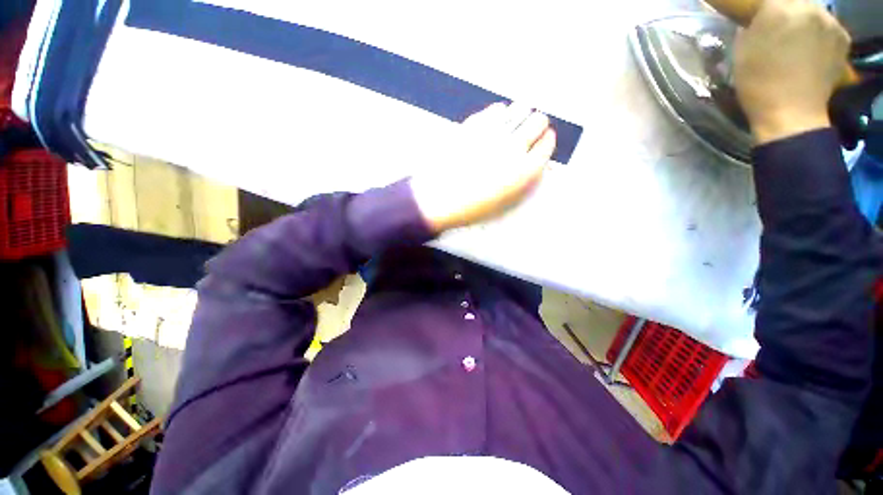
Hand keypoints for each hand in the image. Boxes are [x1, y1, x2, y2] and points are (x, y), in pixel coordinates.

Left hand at [411, 103, 556, 232]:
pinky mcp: (474, 124)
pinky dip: (501, 113)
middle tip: (531, 128)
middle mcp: (513, 147)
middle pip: (538, 121)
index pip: (547, 144)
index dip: (546, 140)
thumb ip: (523, 178)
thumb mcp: (505, 200)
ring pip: (520, 109)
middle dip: (537, 124)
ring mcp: (493, 133)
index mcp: (523, 171)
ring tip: (515, 121)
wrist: (439, 199)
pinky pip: (496, 109)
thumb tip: (535, 158)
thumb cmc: (472, 206)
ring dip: (522, 114)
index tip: (544, 139)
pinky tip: (497, 120)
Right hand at [733, 0, 850, 144]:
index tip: (758, 22)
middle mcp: (808, 7)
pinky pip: (828, 27)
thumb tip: (757, 22)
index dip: (762, 11)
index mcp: (777, 8)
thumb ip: (750, 28)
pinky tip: (812, 50)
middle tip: (779, 30)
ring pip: (813, 12)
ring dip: (804, 22)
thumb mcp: (741, 53)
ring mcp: (829, 22)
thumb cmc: (758, 84)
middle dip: (786, 12)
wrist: (791, 115)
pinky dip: (820, 34)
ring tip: (797, 42)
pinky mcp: (842, 38)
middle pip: (794, 1)